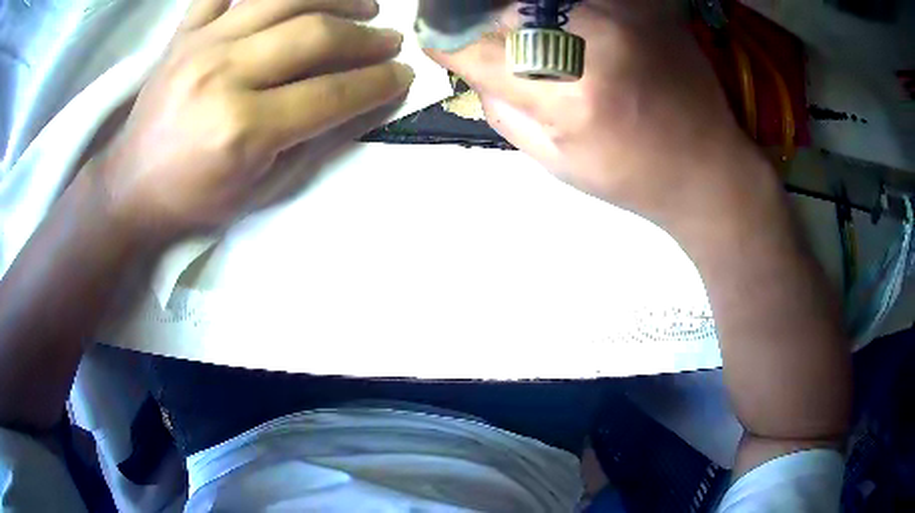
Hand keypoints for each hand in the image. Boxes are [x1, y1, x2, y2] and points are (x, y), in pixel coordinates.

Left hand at [100, 0, 413, 240]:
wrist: (132, 186)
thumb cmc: (195, 198)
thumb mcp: (259, 190)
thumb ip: (312, 142)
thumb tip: (361, 101)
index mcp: (242, 129)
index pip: (331, 93)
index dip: (377, 82)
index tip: (403, 75)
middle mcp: (224, 74)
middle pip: (314, 36)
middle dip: (365, 38)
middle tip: (389, 41)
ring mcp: (201, 44)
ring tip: (363, 5)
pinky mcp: (184, 33)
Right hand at [427, 0, 761, 226]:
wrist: (707, 168)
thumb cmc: (633, 176)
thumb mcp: (557, 162)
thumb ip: (503, 111)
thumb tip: (472, 69)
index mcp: (568, 96)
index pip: (477, 51)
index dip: (448, 45)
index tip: (440, 45)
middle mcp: (594, 42)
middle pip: (506, 11)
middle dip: (483, 23)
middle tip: (484, 37)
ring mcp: (623, 16)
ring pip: (541, 0)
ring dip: (522, 13)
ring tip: (533, 40)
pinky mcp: (644, 5)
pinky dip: (563, 9)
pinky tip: (566, 27)